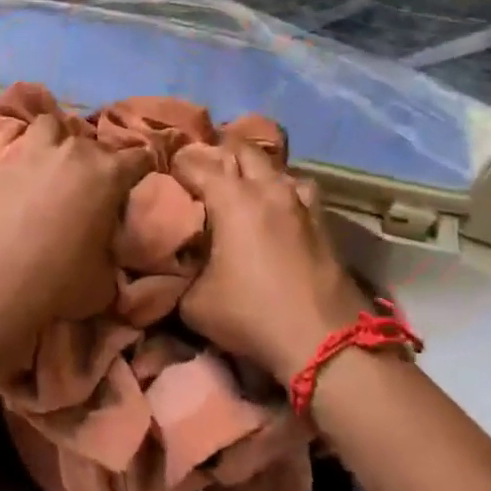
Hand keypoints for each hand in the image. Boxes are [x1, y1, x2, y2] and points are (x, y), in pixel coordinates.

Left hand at [0, 113, 153, 330]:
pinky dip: (18, 163)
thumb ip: (111, 246)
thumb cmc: (60, 281)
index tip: (139, 180)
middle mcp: (71, 153)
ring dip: (56, 138)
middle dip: (97, 157)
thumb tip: (106, 244)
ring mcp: (29, 154)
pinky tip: (15, 181)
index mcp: (107, 173)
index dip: (142, 168)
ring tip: (54, 161)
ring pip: (49, 125)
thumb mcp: (105, 275)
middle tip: (93, 182)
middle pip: (92, 141)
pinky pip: (11, 154)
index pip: (139, 157)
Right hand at [174, 138, 368, 379]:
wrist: (324, 341)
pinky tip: (278, 209)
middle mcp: (267, 189)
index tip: (166, 174)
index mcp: (232, 198)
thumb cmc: (252, 315)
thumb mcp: (194, 303)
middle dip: (220, 153)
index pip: (197, 164)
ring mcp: (300, 202)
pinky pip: (298, 190)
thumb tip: (173, 266)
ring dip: (256, 170)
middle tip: (203, 171)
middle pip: (242, 149)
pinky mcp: (323, 221)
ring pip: (275, 166)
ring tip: (242, 185)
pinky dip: (283, 191)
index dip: (178, 165)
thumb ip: (179, 275)